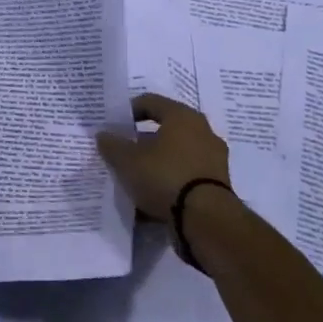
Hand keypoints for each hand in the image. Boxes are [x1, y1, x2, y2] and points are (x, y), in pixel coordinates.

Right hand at [95, 93, 230, 220]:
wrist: (206, 219)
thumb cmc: (164, 176)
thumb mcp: (127, 160)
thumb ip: (112, 145)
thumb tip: (103, 135)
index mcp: (182, 116)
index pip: (150, 102)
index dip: (129, 111)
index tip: (114, 126)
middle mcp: (203, 131)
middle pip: (166, 128)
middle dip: (143, 139)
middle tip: (124, 150)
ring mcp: (214, 158)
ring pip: (177, 152)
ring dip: (158, 160)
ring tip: (137, 175)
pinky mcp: (219, 184)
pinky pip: (187, 174)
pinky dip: (171, 179)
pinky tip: (154, 193)